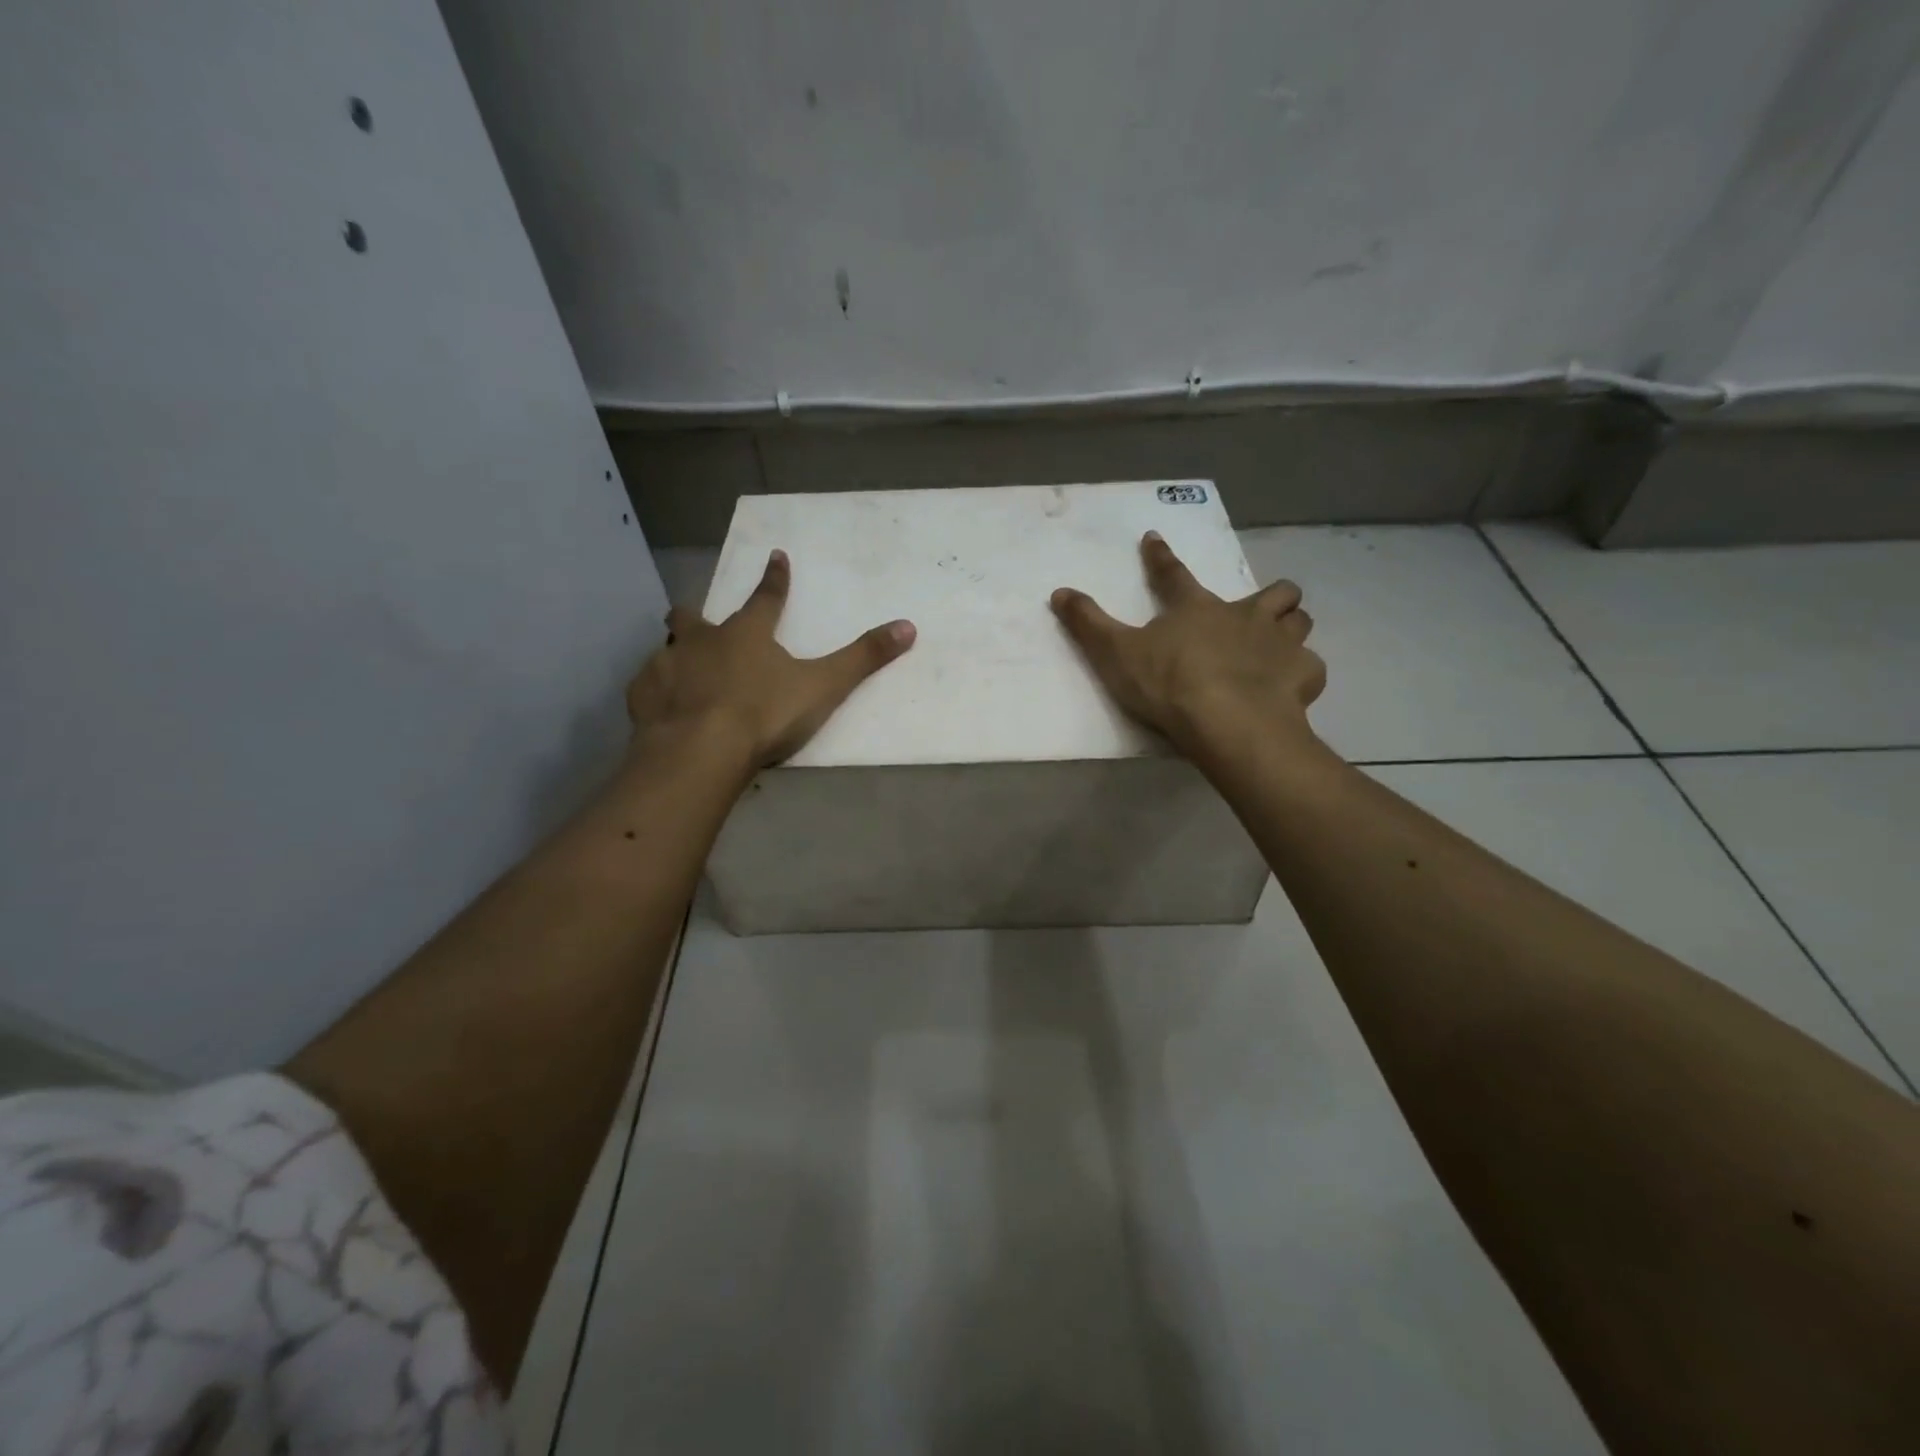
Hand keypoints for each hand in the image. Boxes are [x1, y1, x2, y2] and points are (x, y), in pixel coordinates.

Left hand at [628, 549, 915, 767]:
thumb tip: (908, 626)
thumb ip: (863, 658)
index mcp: (746, 634)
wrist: (699, 751)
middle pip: (694, 616)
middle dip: (698, 614)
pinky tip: (661, 704)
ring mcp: (667, 666)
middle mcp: (702, 641)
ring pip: (667, 648)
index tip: (776, 557)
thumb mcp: (823, 687)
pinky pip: (647, 685)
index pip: (766, 598)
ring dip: (676, 653)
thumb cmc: (764, 714)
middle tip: (700, 619)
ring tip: (683, 668)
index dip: (775, 579)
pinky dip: (656, 689)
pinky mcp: (643, 697)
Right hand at [1051, 531, 1324, 758]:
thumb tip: (1058, 592)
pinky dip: (1300, 675)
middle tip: (1257, 611)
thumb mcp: (1115, 654)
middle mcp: (1246, 616)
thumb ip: (1087, 623)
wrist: (1228, 723)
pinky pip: (1310, 669)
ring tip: (1278, 644)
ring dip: (1291, 628)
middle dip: (1270, 596)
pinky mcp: (1301, 677)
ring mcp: (1280, 645)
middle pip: (1274, 592)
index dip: (1160, 557)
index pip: (1173, 574)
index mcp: (1197, 609)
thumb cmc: (1169, 685)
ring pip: (1300, 621)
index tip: (1154, 539)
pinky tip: (1289, 688)